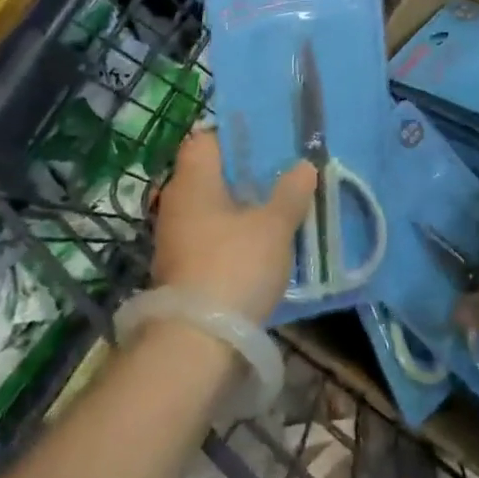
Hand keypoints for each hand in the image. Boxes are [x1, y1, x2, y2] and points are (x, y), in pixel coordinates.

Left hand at [152, 129, 317, 323]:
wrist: (197, 342)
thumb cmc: (235, 266)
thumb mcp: (274, 226)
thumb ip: (291, 192)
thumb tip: (303, 164)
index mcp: (192, 180)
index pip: (205, 138)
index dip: (234, 135)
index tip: (267, 140)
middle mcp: (176, 201)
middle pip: (210, 173)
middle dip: (244, 173)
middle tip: (282, 172)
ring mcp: (174, 237)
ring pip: (211, 207)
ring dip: (239, 206)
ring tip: (278, 207)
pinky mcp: (180, 268)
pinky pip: (209, 235)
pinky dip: (232, 234)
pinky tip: (260, 244)